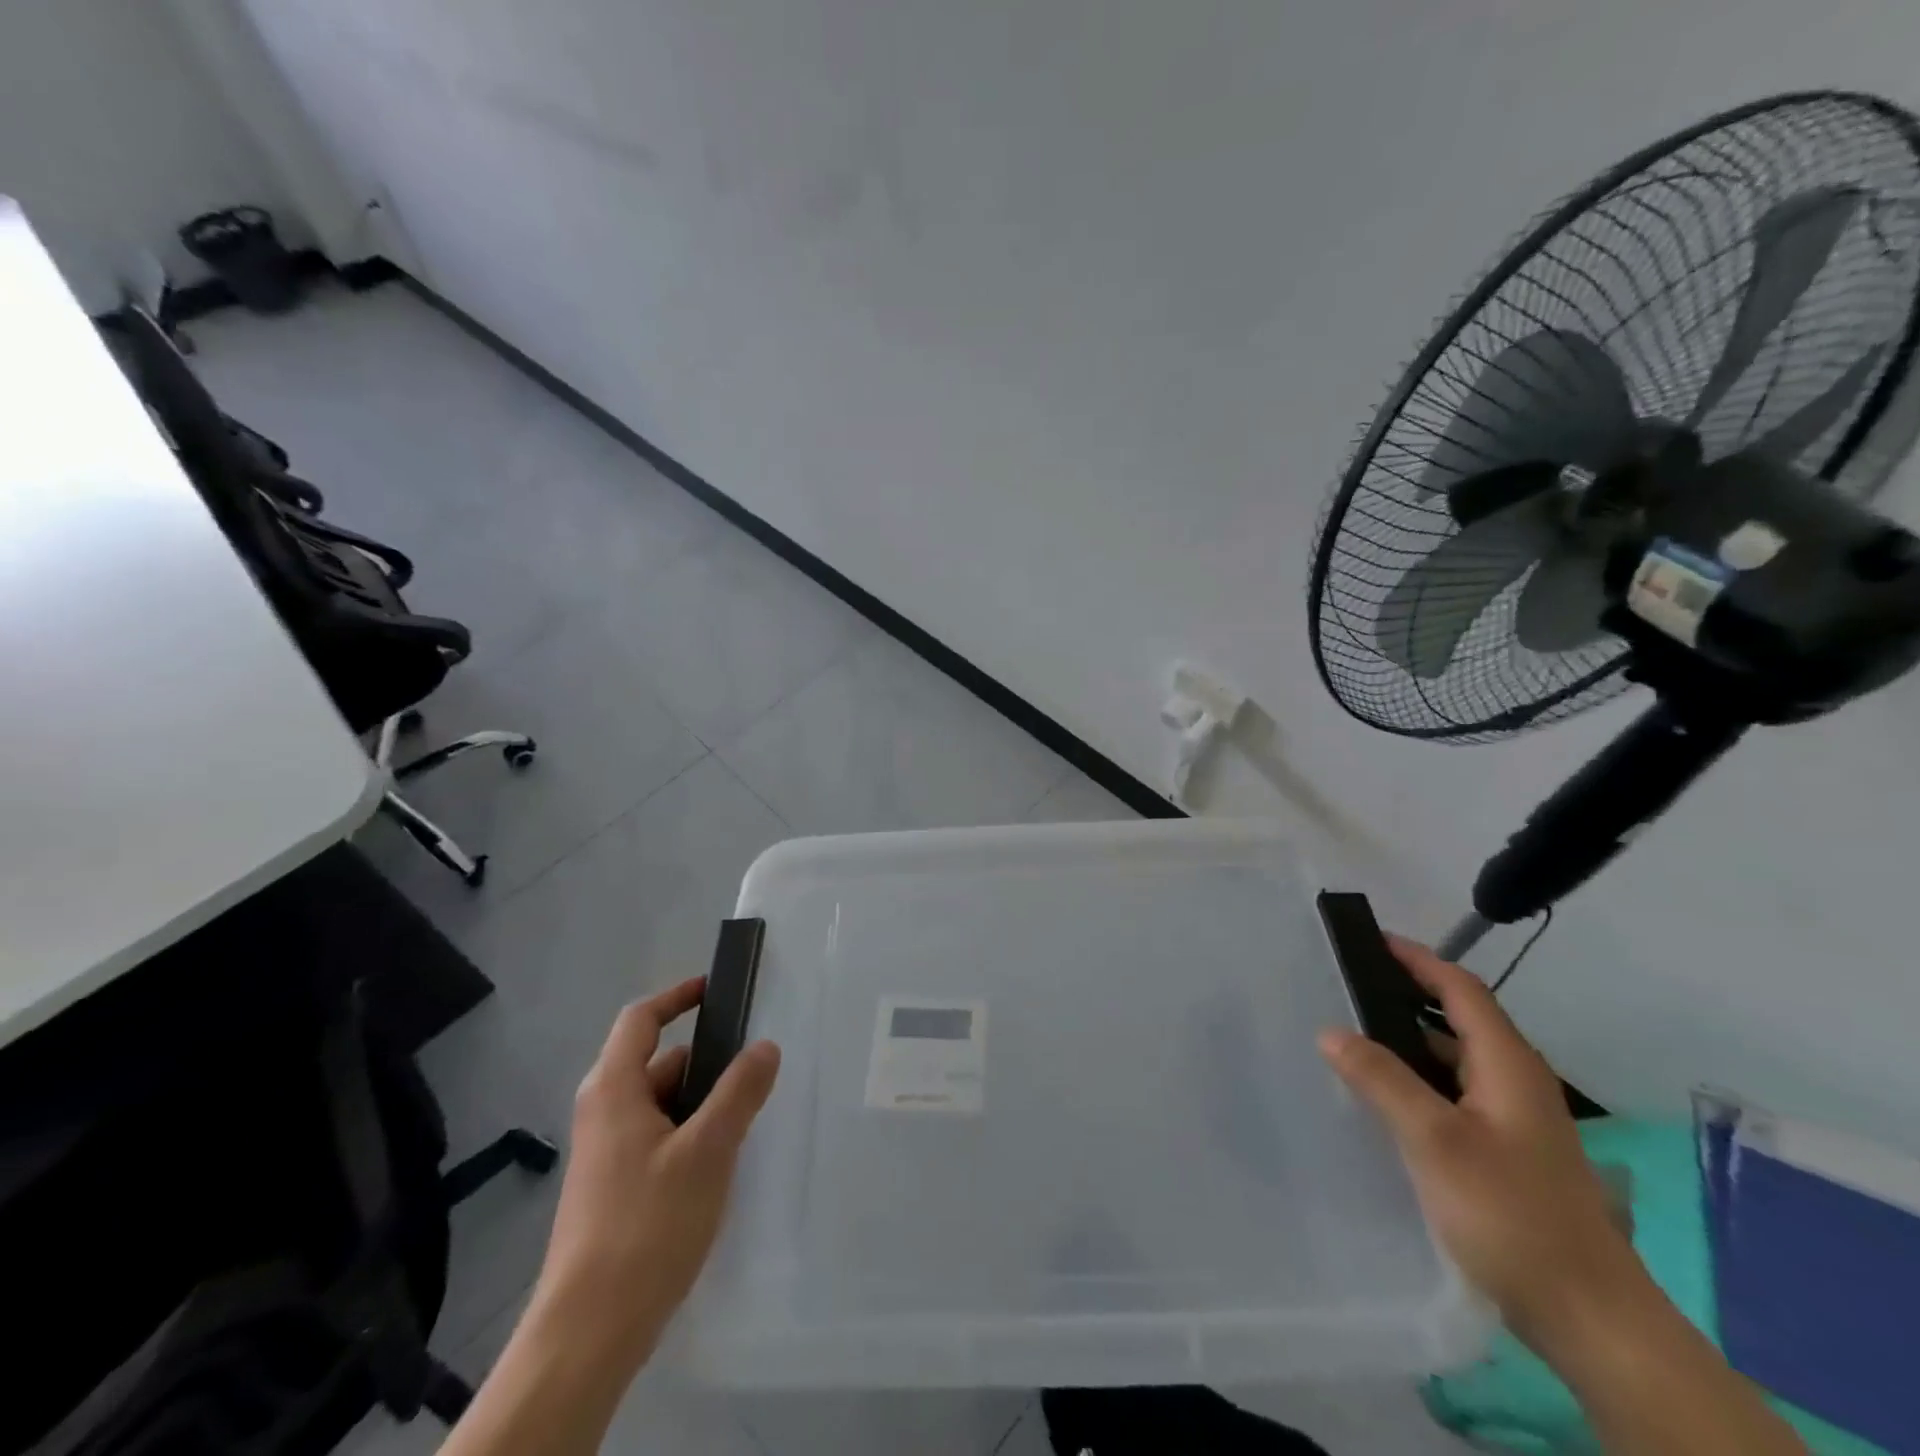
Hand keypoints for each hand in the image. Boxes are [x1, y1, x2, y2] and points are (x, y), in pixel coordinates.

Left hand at [530, 976, 780, 1378]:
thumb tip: (765, 1045)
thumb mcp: (707, 1150)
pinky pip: (657, 1136)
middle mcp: (604, 1111)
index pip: (641, 1019)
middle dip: (706, 1060)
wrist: (589, 1331)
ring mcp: (606, 1152)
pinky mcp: (613, 1186)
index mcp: (614, 1089)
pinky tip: (719, 1162)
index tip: (717, 989)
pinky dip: (689, 1132)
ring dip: (701, 1100)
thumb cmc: (647, 1225)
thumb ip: (739, 1092)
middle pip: (657, 1061)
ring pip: (661, 1103)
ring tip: (746, 1118)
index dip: (678, 996)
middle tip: (754, 1067)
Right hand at [1317, 937, 1641, 1347]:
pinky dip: (1419, 1079)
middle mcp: (1517, 1081)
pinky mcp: (1510, 1153)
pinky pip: (1456, 1094)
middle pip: (1460, 1019)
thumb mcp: (1434, 1140)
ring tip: (1354, 1036)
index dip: (1418, 959)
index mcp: (1508, 1064)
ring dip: (1410, 1040)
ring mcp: (1517, 1120)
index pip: (1461, 989)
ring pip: (1457, 1060)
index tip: (1371, 941)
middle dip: (1407, 995)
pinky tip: (1387, 1098)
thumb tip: (1331, 1031)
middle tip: (1348, 987)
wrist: (1592, 1318)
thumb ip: (1381, 1079)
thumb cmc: (1511, 1213)